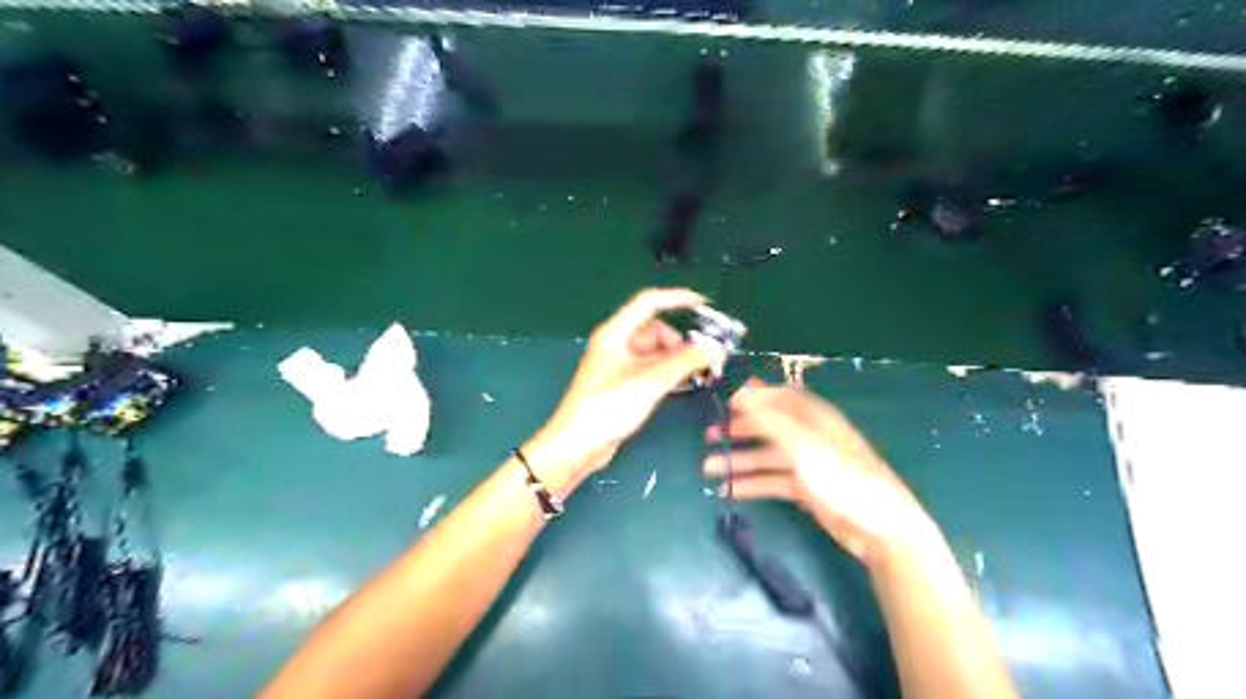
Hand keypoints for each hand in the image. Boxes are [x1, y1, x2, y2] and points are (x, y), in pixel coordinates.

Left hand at [529, 287, 726, 494]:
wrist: (577, 445)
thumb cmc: (607, 408)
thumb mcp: (648, 383)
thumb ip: (683, 363)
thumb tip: (713, 347)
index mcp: (615, 333)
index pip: (649, 302)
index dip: (677, 298)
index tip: (704, 304)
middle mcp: (617, 344)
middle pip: (655, 329)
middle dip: (680, 339)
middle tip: (704, 356)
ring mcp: (620, 365)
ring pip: (656, 351)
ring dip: (678, 358)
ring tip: (701, 371)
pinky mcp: (624, 384)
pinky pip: (651, 369)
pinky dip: (669, 372)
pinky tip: (687, 382)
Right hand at [705, 376, 929, 568]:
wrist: (881, 529)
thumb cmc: (844, 479)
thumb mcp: (804, 445)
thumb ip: (771, 419)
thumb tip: (742, 391)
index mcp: (816, 419)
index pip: (782, 397)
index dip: (755, 396)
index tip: (725, 401)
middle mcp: (811, 437)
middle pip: (770, 427)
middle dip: (741, 430)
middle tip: (710, 436)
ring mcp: (809, 465)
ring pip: (767, 457)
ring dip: (740, 460)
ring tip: (708, 468)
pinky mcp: (808, 491)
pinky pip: (773, 482)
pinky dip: (752, 485)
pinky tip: (729, 491)